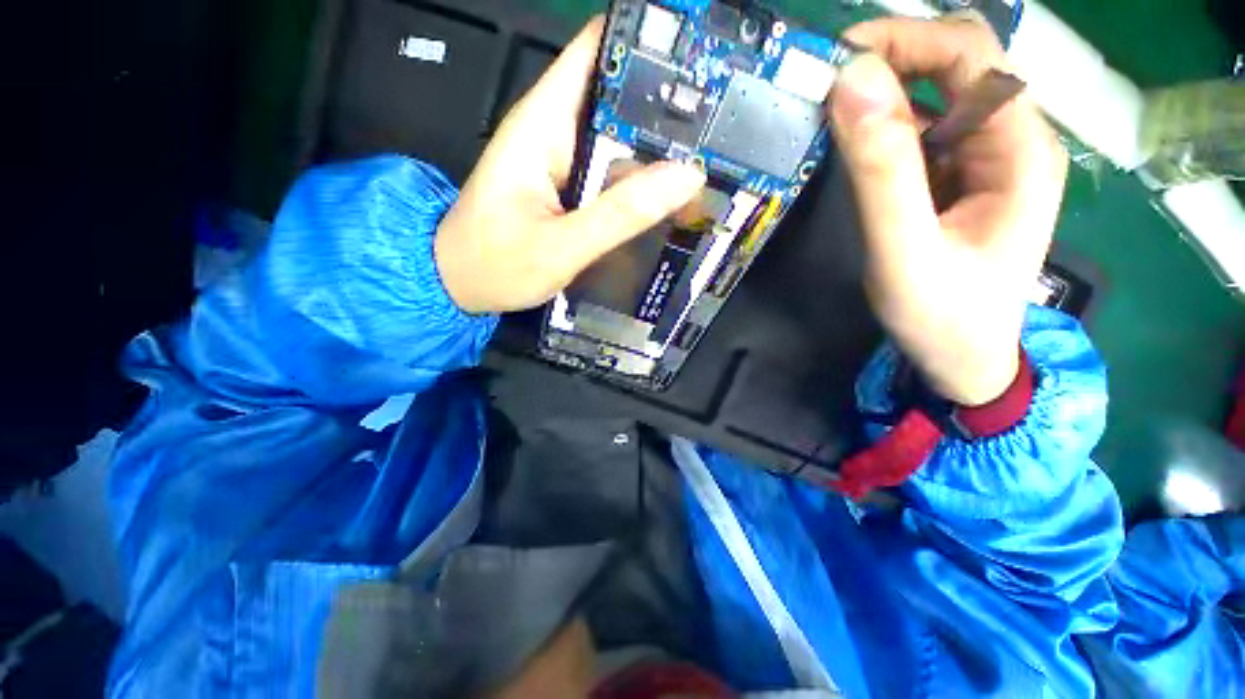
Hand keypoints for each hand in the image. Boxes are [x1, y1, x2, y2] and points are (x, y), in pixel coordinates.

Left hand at [436, 17, 706, 314]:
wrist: (460, 284)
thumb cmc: (495, 265)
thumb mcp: (561, 247)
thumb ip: (620, 214)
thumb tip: (686, 176)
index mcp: (543, 124)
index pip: (598, 51)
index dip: (649, 46)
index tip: (702, 60)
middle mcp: (555, 130)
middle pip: (618, 95)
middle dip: (668, 104)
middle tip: (722, 124)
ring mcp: (563, 159)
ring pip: (619, 137)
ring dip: (659, 145)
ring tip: (710, 156)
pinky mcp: (569, 186)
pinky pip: (612, 171)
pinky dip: (640, 177)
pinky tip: (670, 191)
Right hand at [828, 16, 1067, 404]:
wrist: (963, 358)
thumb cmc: (942, 315)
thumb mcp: (904, 250)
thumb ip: (881, 171)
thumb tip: (851, 84)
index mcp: (1017, 148)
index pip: (970, 54)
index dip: (905, 41)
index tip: (837, 63)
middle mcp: (1008, 139)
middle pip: (956, 64)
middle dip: (891, 61)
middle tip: (828, 89)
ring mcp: (982, 158)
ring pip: (934, 97)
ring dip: (882, 96)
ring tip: (831, 119)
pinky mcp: (956, 178)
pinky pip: (921, 132)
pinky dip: (882, 128)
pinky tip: (854, 149)